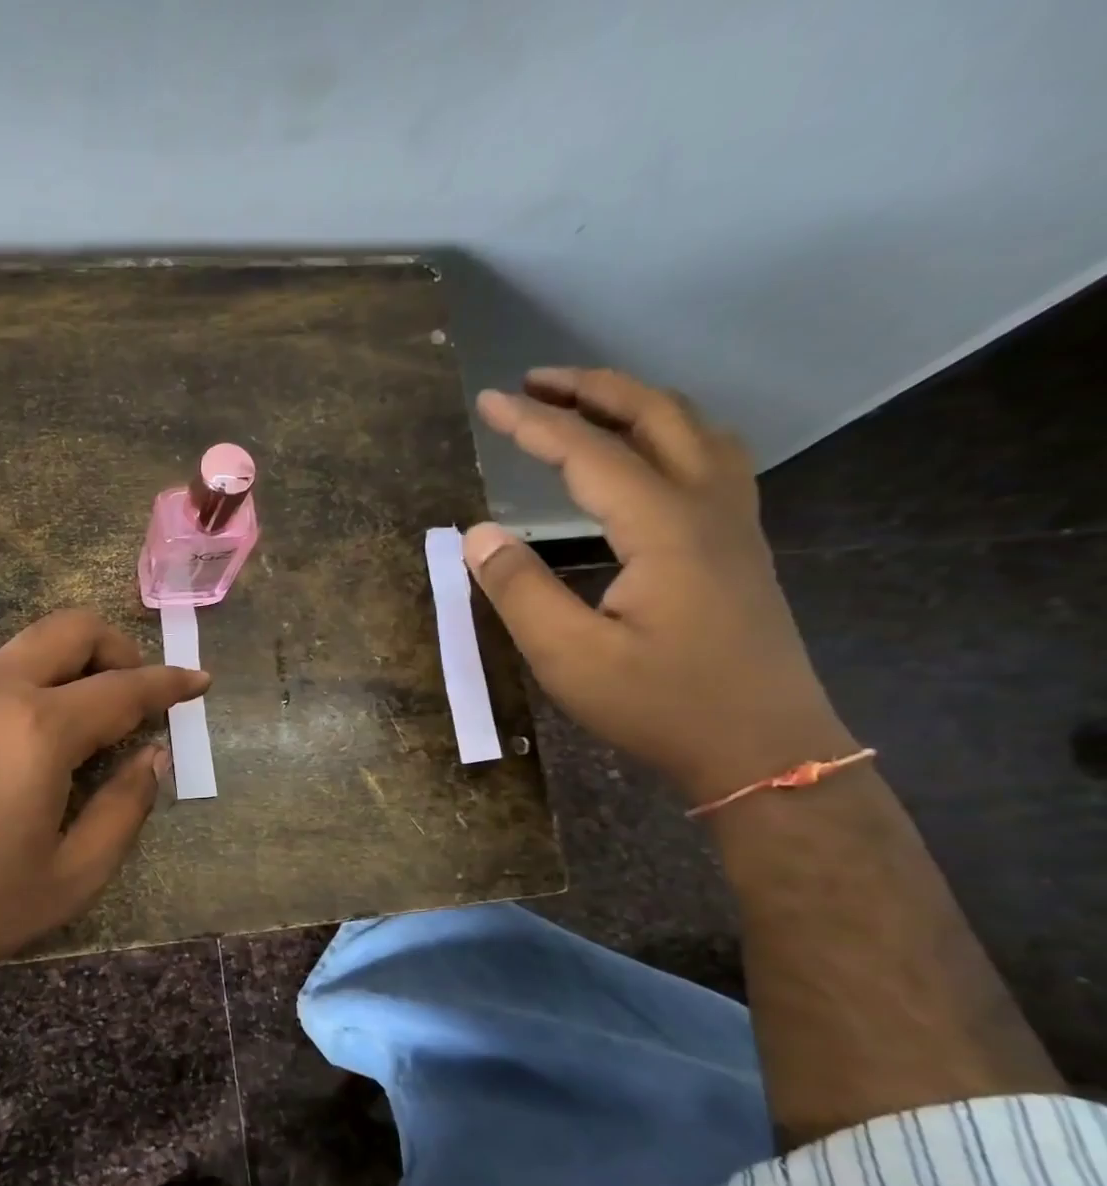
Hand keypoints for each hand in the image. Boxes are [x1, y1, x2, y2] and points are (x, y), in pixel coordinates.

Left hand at [0, 609, 207, 991]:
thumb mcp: (71, 876)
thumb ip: (124, 808)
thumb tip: (152, 757)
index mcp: (39, 730)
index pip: (124, 688)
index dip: (169, 683)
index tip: (196, 679)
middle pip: (66, 631)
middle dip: (114, 646)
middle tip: (130, 690)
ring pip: (14, 661)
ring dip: (55, 681)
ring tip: (59, 743)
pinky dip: (3, 711)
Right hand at [466, 367, 856, 804]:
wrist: (763, 748)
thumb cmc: (660, 705)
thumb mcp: (569, 657)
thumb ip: (520, 590)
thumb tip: (477, 533)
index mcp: (663, 527)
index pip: (589, 453)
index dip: (534, 424)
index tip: (488, 402)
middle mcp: (707, 507)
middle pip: (656, 415)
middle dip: (592, 389)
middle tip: (535, 382)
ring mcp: (734, 525)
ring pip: (696, 429)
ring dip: (637, 403)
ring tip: (588, 405)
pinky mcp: (740, 548)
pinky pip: (712, 458)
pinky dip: (671, 433)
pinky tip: (650, 457)